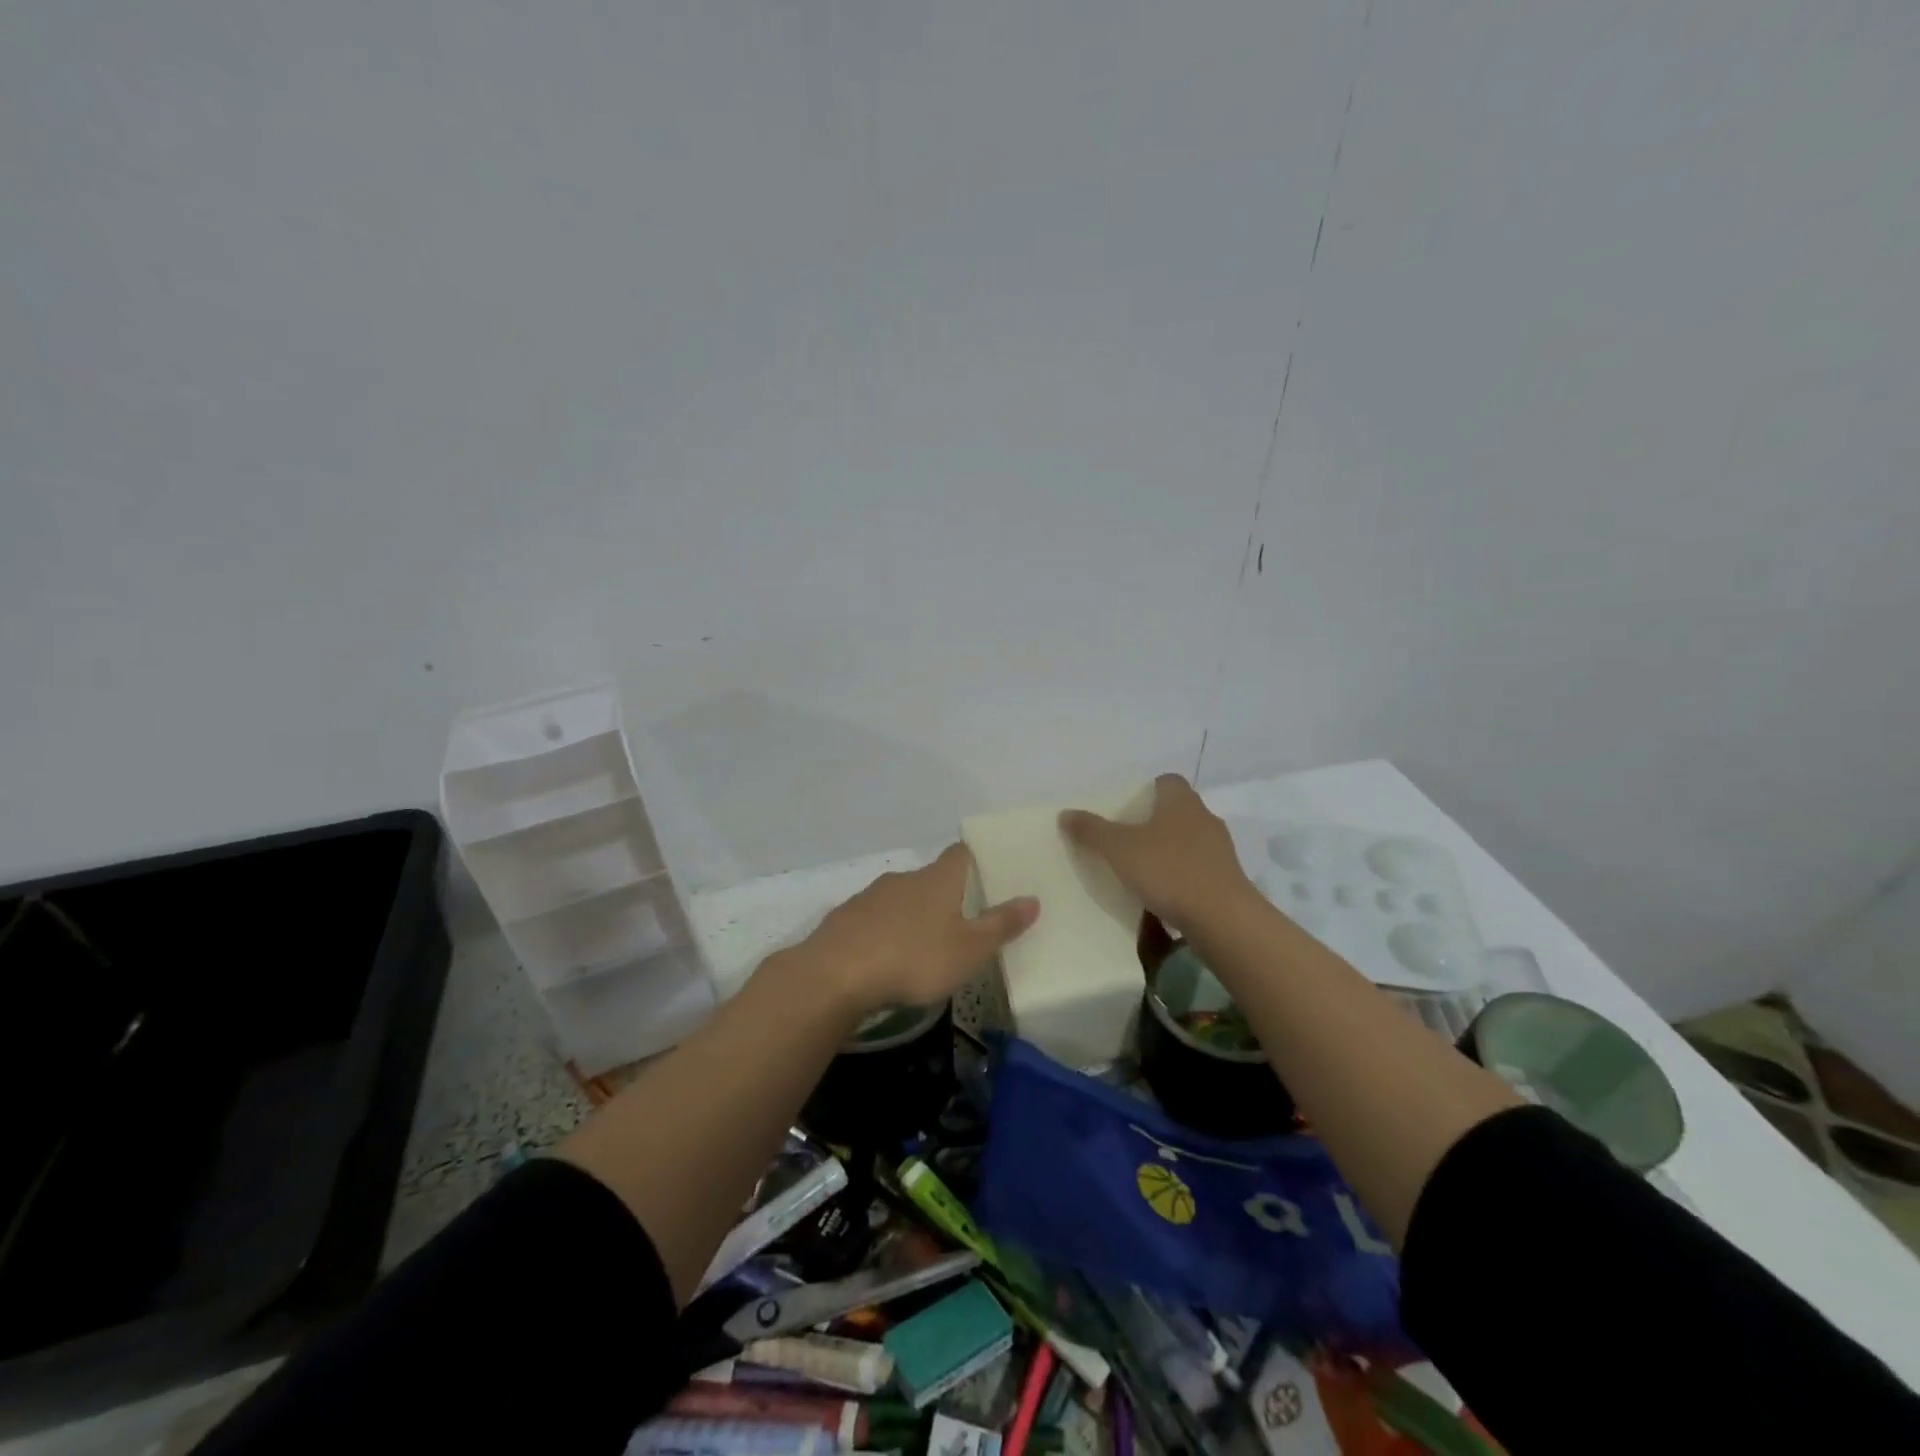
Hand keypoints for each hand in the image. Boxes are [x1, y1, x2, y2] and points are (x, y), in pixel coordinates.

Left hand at [797, 844, 1038, 1015]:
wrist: (834, 975)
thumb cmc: (913, 959)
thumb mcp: (969, 950)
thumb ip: (1001, 925)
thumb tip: (1033, 898)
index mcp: (937, 880)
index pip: (961, 853)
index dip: (975, 858)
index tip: (987, 870)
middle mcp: (903, 878)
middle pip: (930, 877)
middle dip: (945, 894)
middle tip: (962, 920)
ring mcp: (869, 896)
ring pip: (899, 898)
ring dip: (912, 915)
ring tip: (923, 944)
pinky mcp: (844, 919)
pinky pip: (872, 919)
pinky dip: (883, 931)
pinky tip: (884, 957)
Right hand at [1060, 773, 1253, 930]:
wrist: (1222, 919)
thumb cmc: (1169, 871)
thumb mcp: (1119, 849)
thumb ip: (1091, 831)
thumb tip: (1065, 813)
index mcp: (1181, 802)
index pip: (1167, 781)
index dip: (1148, 790)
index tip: (1127, 807)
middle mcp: (1205, 819)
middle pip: (1178, 811)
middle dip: (1156, 822)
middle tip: (1128, 838)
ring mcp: (1221, 851)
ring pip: (1190, 841)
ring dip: (1170, 851)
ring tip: (1143, 870)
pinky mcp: (1228, 880)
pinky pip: (1199, 870)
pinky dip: (1182, 877)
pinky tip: (1165, 895)